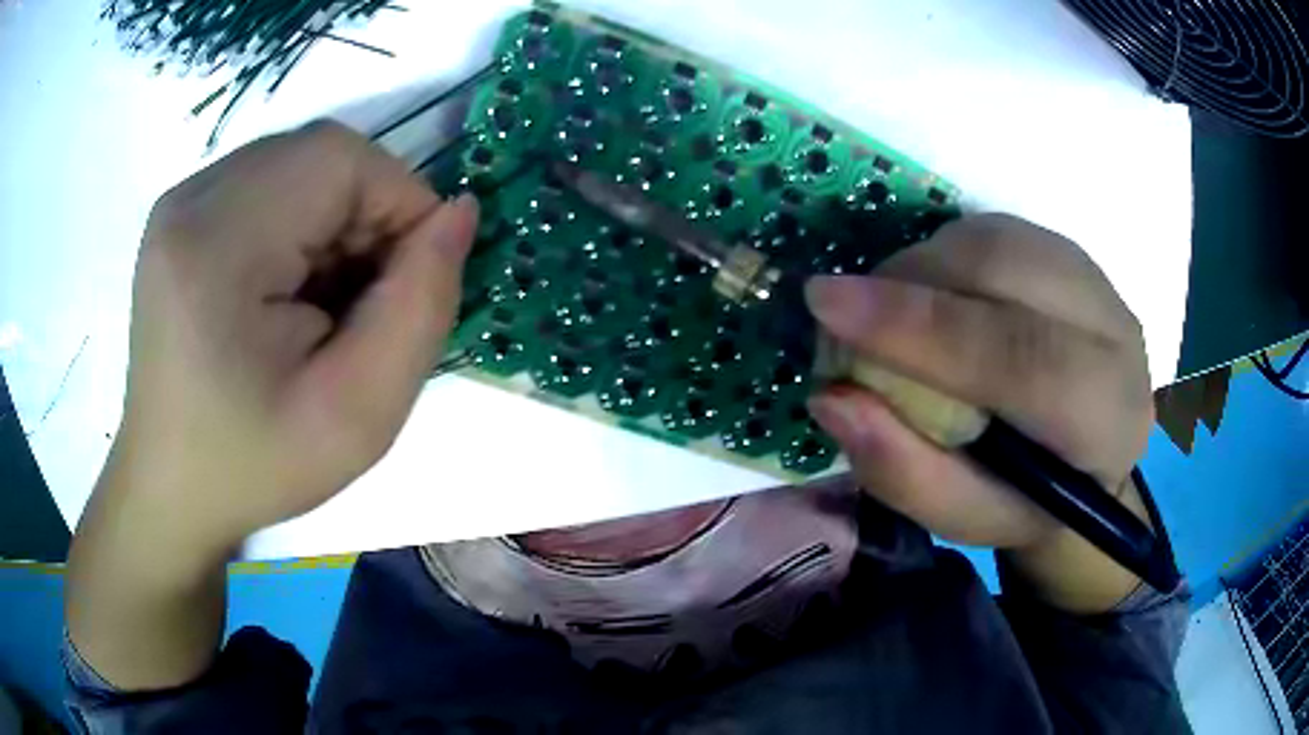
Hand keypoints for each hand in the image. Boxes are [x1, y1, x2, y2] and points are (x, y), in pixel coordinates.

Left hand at [103, 120, 477, 555]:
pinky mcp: (180, 213)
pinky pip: (268, 181)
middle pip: (319, 153)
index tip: (409, 279)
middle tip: (365, 300)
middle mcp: (190, 201)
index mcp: (217, 248)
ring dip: (333, 218)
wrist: (171, 487)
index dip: (399, 202)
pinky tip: (287, 287)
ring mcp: (179, 202)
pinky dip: (300, 220)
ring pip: (298, 162)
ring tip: (321, 300)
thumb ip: (422, 307)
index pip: (340, 160)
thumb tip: (458, 214)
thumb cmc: (256, 465)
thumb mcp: (360, 416)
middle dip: (366, 213)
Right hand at [804, 215, 1154, 608]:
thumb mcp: (965, 520)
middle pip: (1006, 268)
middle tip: (843, 312)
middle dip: (909, 280)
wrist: (1087, 462)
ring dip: (921, 264)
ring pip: (995, 237)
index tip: (825, 305)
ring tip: (886, 312)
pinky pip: (994, 231)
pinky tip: (928, 294)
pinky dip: (942, 254)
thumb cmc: (1027, 503)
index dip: (920, 326)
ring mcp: (1098, 282)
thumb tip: (831, 398)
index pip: (1020, 355)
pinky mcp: (1072, 255)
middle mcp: (1116, 333)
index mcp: (1105, 419)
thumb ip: (905, 473)